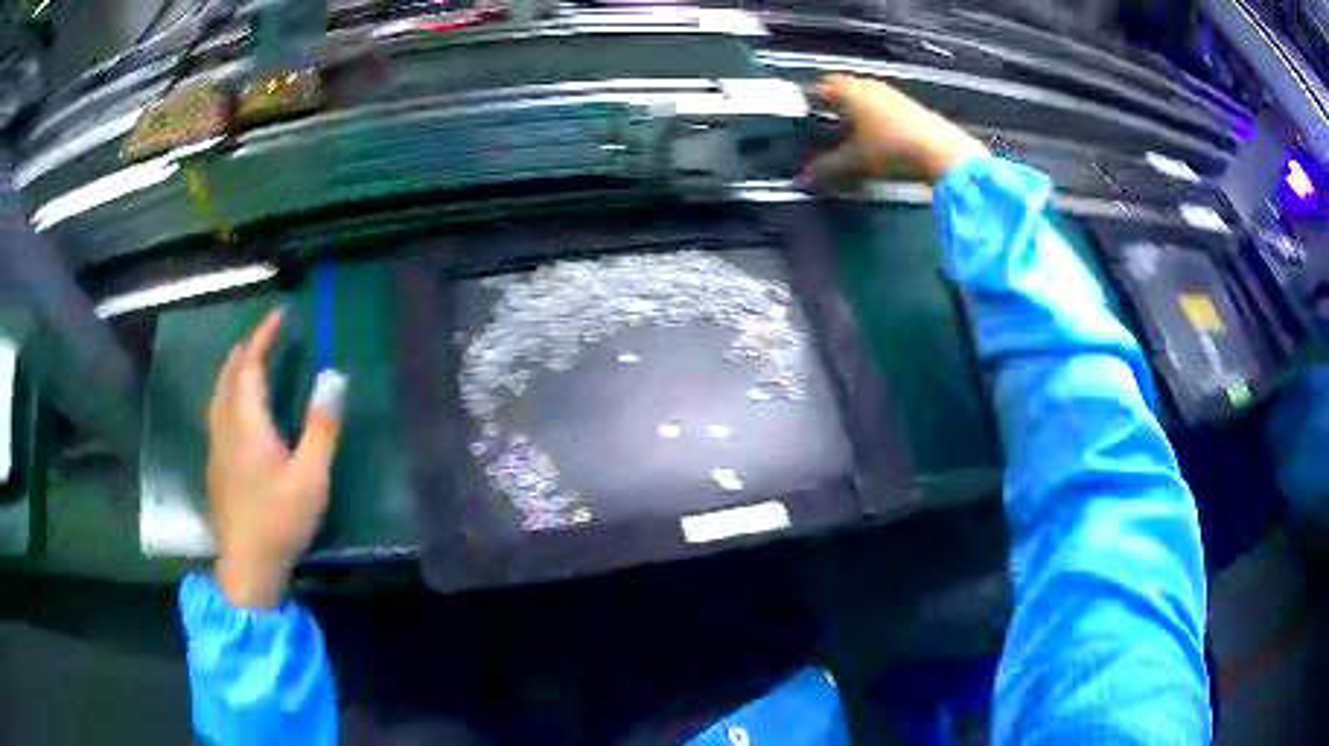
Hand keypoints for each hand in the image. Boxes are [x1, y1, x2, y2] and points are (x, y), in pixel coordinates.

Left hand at [207, 308, 345, 608]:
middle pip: (228, 375)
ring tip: (250, 362)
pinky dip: (229, 394)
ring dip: (234, 371)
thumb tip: (333, 379)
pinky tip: (239, 410)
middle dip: (245, 350)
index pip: (249, 366)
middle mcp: (225, 427)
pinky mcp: (216, 466)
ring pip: (219, 394)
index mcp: (247, 424)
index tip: (279, 315)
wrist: (247, 566)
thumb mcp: (311, 478)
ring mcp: (216, 447)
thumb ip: (321, 428)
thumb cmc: (279, 520)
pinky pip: (218, 412)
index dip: (263, 337)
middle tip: (266, 337)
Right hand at [806, 75, 989, 189]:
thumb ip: (827, 168)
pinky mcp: (915, 110)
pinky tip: (883, 142)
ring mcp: (896, 96)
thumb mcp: (855, 161)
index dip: (815, 98)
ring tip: (856, 137)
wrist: (942, 152)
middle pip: (849, 91)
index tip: (809, 113)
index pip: (825, 85)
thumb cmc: (891, 148)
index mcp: (852, 90)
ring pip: (870, 100)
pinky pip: (889, 111)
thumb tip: (803, 179)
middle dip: (839, 107)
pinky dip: (881, 122)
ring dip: (862, 114)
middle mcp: (872, 87)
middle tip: (830, 127)